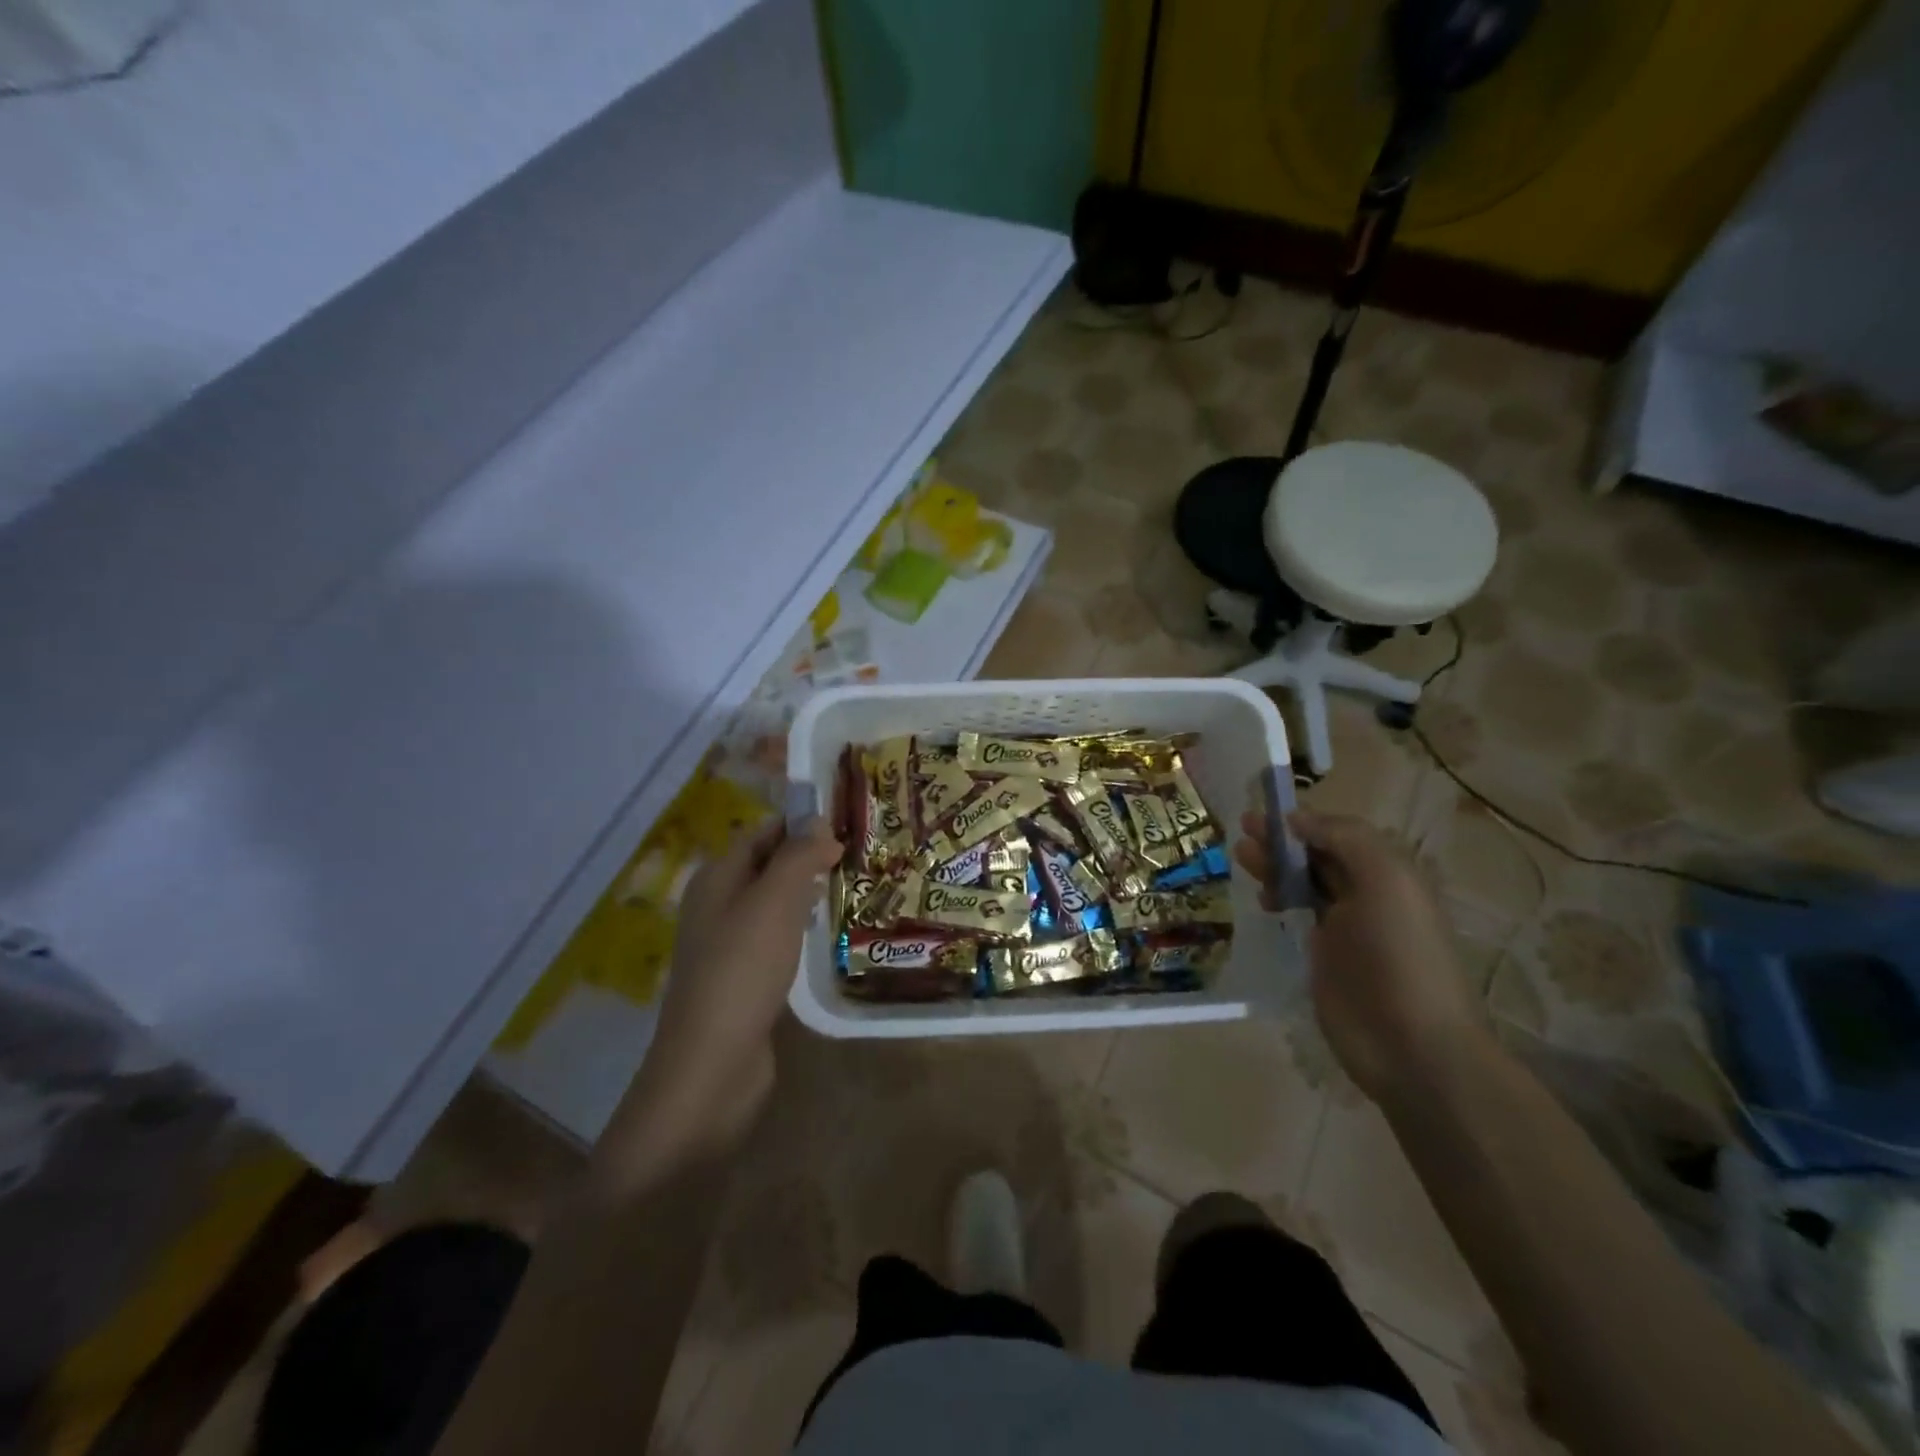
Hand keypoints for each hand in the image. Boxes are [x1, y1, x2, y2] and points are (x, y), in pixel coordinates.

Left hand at [608, 817, 840, 1162]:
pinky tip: (825, 936)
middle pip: (767, 865)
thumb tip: (820, 822)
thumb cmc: (743, 971)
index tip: (848, 824)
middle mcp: (717, 904)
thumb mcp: (774, 903)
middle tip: (858, 855)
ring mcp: (728, 944)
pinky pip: (775, 936)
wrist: (713, 1065)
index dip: (801, 823)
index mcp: (717, 878)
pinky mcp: (742, 977)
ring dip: (806, 892)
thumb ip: (797, 856)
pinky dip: (799, 927)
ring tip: (850, 887)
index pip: (762, 832)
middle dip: (807, 856)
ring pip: (773, 902)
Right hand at [1235, 808, 1484, 1102]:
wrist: (1411, 1044)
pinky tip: (1261, 901)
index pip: (1339, 833)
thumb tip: (1297, 819)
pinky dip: (1278, 901)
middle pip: (1318, 856)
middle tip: (1243, 832)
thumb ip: (1345, 839)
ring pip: (1304, 884)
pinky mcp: (1324, 959)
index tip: (1263, 814)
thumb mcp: (1386, 880)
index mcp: (1389, 874)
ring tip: (1242, 859)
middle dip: (1282, 841)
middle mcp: (1368, 896)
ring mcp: (1345, 929)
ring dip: (1274, 868)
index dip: (1302, 821)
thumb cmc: (1399, 954)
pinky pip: (1298, 917)